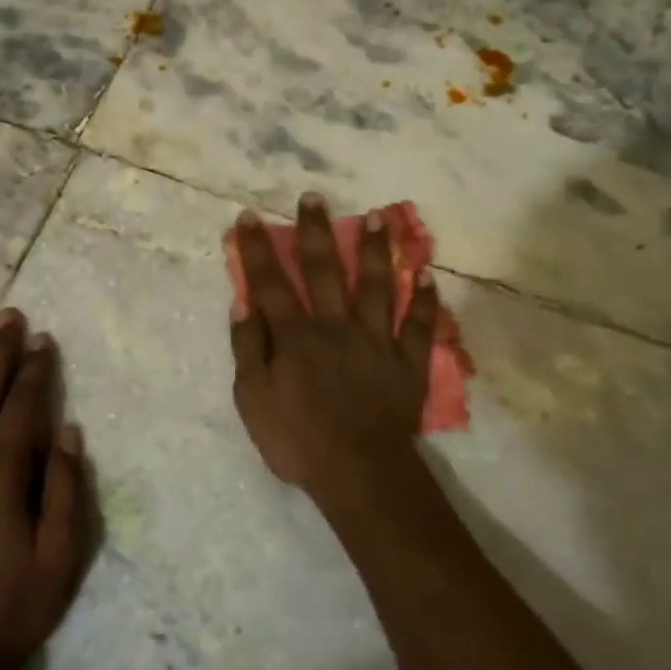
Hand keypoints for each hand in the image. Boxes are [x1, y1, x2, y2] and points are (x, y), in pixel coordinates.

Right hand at [229, 194, 438, 503]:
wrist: (359, 472)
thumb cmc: (298, 440)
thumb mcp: (253, 400)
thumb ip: (248, 349)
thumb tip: (243, 304)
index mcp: (296, 336)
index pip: (272, 283)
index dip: (258, 249)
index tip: (250, 217)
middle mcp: (337, 326)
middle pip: (326, 270)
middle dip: (317, 231)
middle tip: (314, 197)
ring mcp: (378, 340)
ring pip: (378, 285)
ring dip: (377, 249)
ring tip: (379, 216)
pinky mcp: (409, 361)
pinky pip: (420, 326)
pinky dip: (425, 301)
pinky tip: (426, 276)